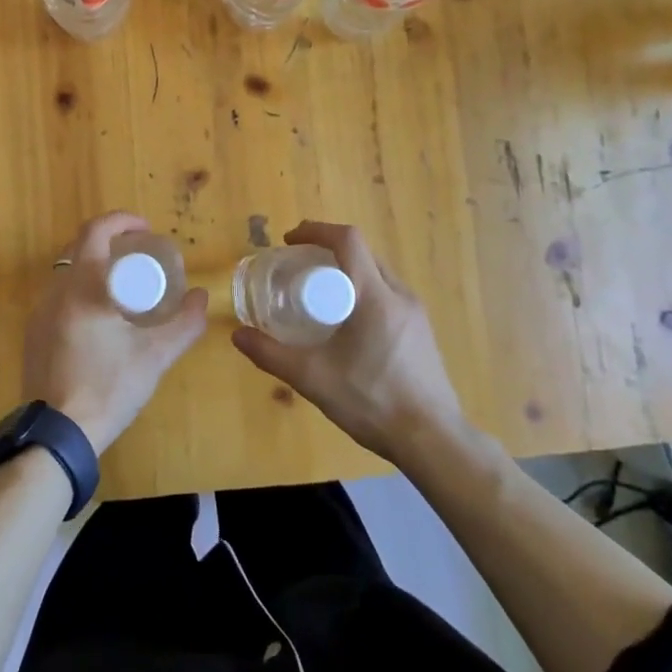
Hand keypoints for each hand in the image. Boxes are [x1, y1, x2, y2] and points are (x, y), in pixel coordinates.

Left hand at [22, 212, 208, 453]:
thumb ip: (184, 324)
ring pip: (68, 273)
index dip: (122, 221)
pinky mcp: (34, 334)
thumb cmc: (109, 388)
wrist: (58, 434)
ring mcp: (40, 313)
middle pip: (80, 248)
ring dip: (96, 268)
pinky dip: (82, 291)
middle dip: (111, 243)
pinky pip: (60, 297)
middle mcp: (55, 291)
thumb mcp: (154, 356)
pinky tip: (102, 318)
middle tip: (141, 257)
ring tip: (126, 287)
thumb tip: (201, 296)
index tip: (147, 230)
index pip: (95, 231)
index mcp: (82, 287)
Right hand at [231, 221, 465, 464]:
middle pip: (363, 254)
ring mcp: (416, 314)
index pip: (348, 240)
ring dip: (347, 272)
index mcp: (375, 296)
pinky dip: (363, 292)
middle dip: (328, 251)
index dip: (316, 230)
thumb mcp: (312, 378)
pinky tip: (347, 325)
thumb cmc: (372, 401)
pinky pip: (388, 296)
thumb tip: (238, 336)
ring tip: (319, 295)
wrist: (433, 440)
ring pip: (377, 275)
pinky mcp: (422, 332)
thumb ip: (271, 354)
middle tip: (297, 267)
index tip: (289, 240)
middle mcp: (399, 295)